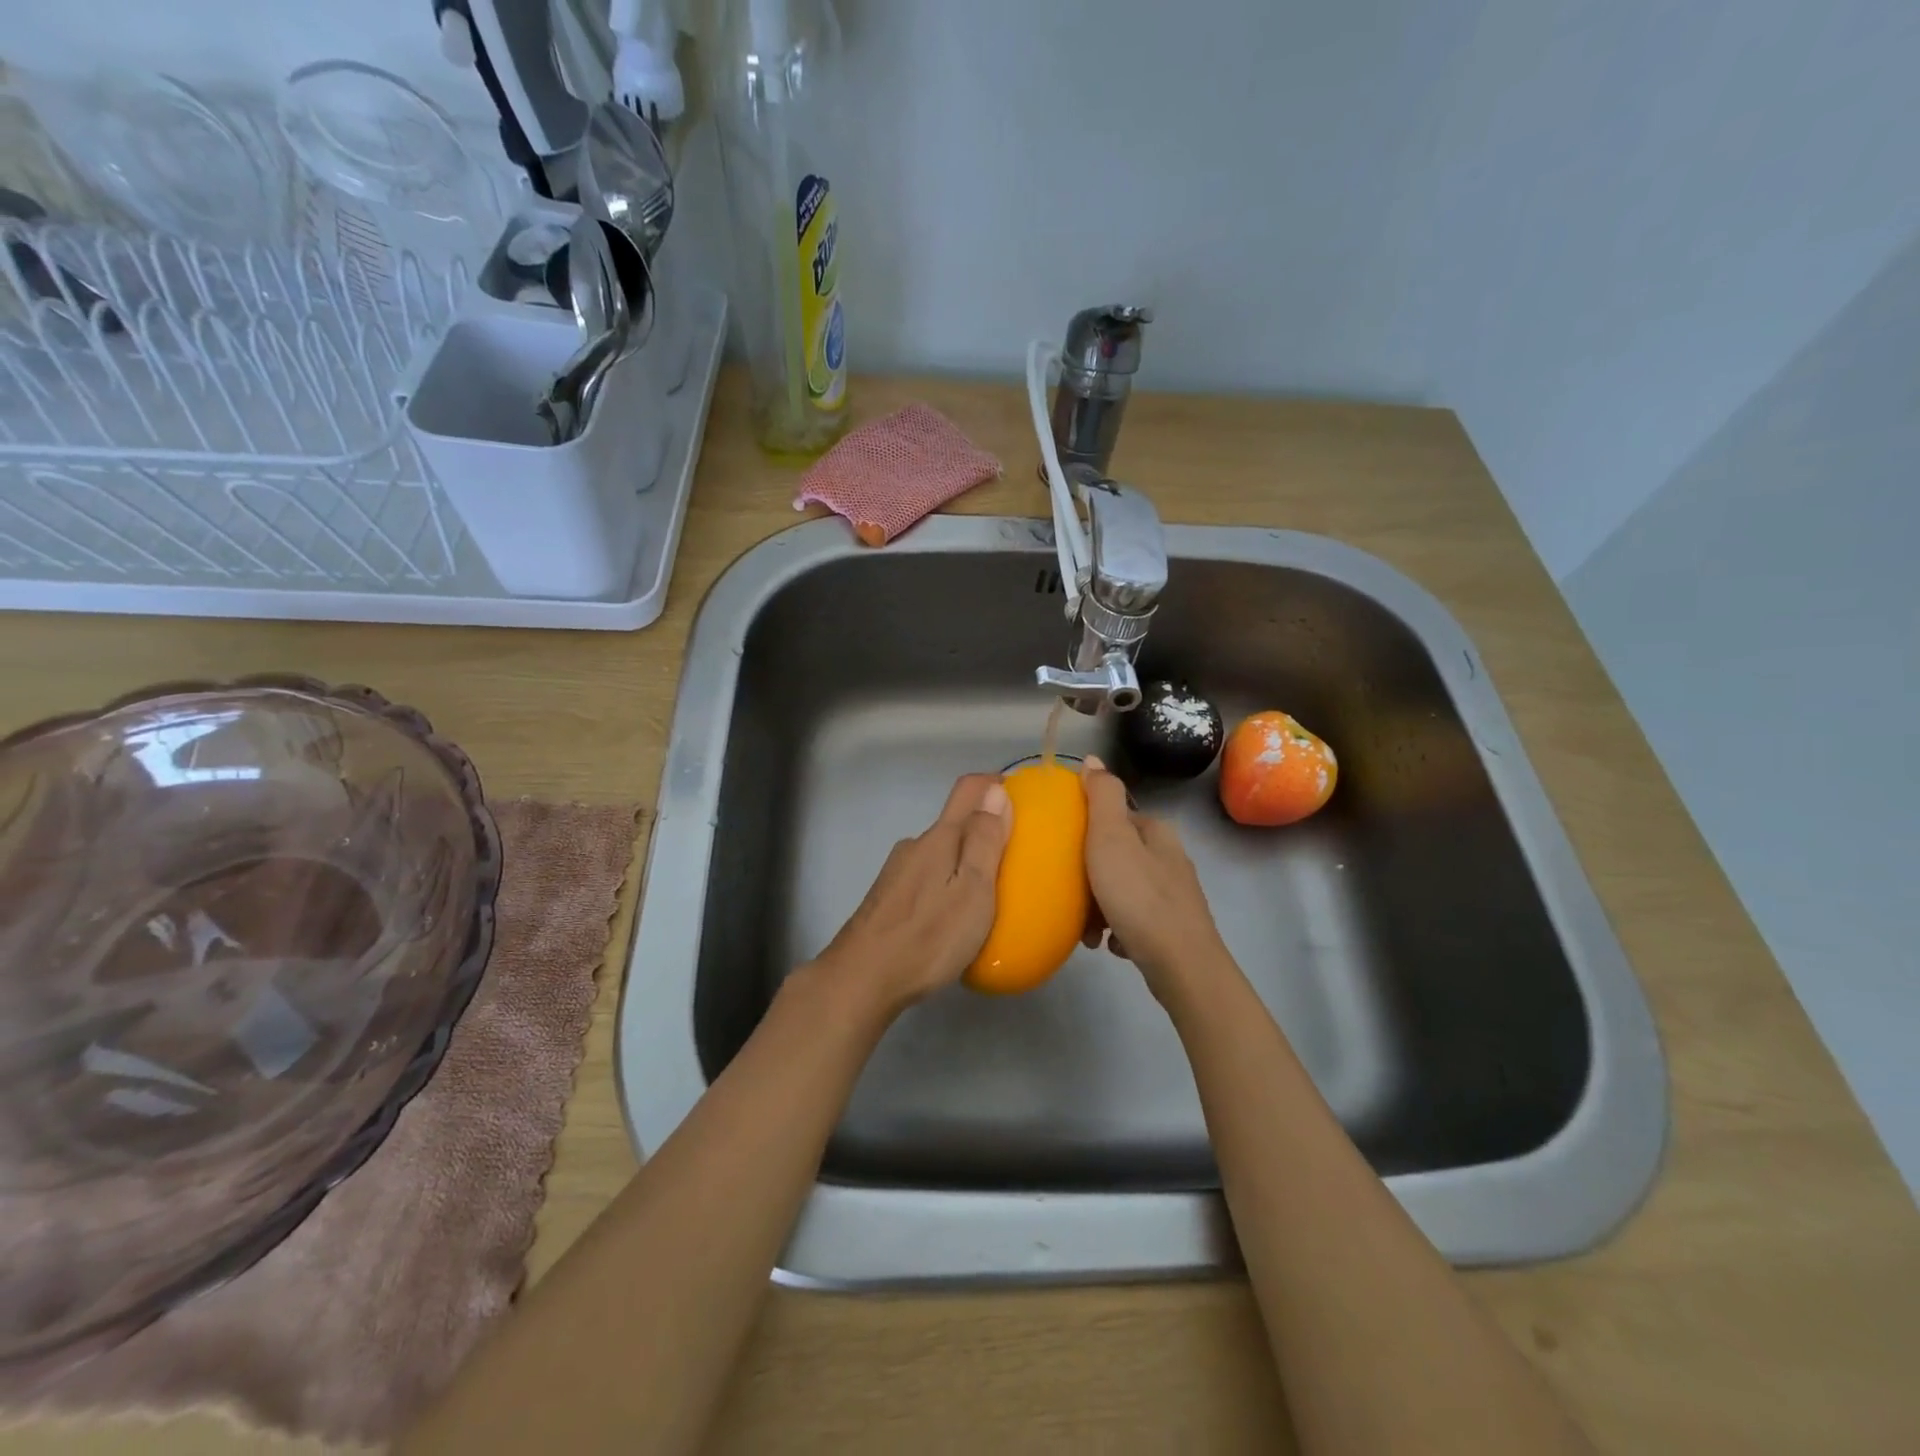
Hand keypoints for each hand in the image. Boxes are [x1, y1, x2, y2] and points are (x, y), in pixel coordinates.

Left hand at [810, 774, 1012, 1017]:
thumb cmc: (928, 937)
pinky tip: (952, 916)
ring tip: (988, 893)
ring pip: (939, 853)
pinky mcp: (887, 898)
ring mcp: (897, 872)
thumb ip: (984, 841)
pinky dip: (946, 884)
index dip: (994, 785)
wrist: (861, 979)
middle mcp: (915, 845)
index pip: (968, 790)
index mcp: (939, 838)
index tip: (1020, 798)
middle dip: (984, 831)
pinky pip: (927, 877)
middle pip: (954, 823)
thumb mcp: (972, 891)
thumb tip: (996, 791)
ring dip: (964, 861)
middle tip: (1014, 859)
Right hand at [1080, 756, 1233, 1004]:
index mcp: (1156, 831)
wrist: (1181, 965)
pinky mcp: (1172, 926)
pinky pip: (1134, 918)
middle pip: (1117, 855)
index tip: (1062, 851)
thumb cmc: (1139, 897)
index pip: (1114, 816)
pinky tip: (1108, 944)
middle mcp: (1169, 857)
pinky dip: (1117, 928)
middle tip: (1069, 894)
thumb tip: (1092, 758)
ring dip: (1099, 906)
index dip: (1085, 830)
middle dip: (1089, 875)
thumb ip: (1101, 797)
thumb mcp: (1111, 838)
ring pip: (1123, 888)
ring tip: (1086, 930)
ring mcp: (1174, 894)